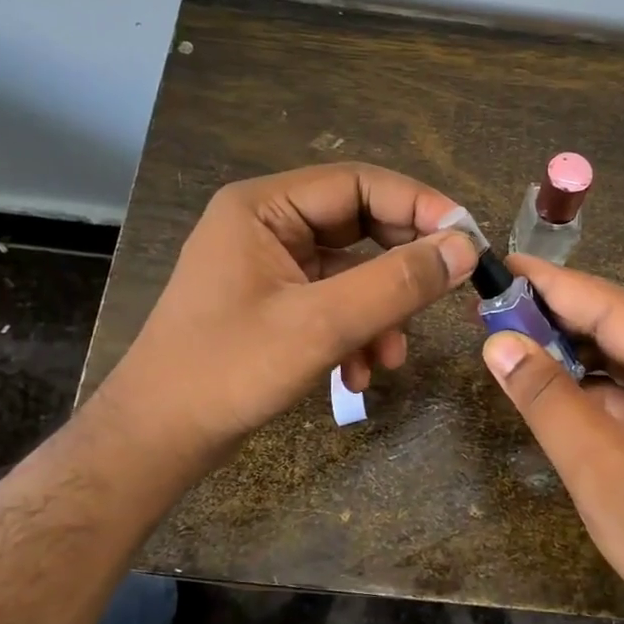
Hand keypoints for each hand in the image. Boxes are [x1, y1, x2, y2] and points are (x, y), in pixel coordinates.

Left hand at [106, 163, 477, 474]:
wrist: (157, 440)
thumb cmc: (227, 371)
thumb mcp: (321, 325)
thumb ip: (396, 283)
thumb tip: (464, 249)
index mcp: (265, 207)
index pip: (359, 183)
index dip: (419, 206)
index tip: (467, 240)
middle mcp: (268, 226)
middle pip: (360, 226)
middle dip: (400, 270)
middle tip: (445, 294)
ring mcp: (270, 267)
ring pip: (352, 273)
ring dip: (380, 313)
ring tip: (391, 357)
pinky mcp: (275, 305)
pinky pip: (333, 304)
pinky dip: (355, 334)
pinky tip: (358, 375)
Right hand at [481, 256, 623, 623]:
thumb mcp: (599, 469)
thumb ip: (546, 397)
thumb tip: (497, 342)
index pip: (617, 309)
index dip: (555, 286)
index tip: (502, 265)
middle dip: (561, 317)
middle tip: (496, 306)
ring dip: (577, 350)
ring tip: (515, 337)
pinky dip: (598, 382)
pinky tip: (557, 378)